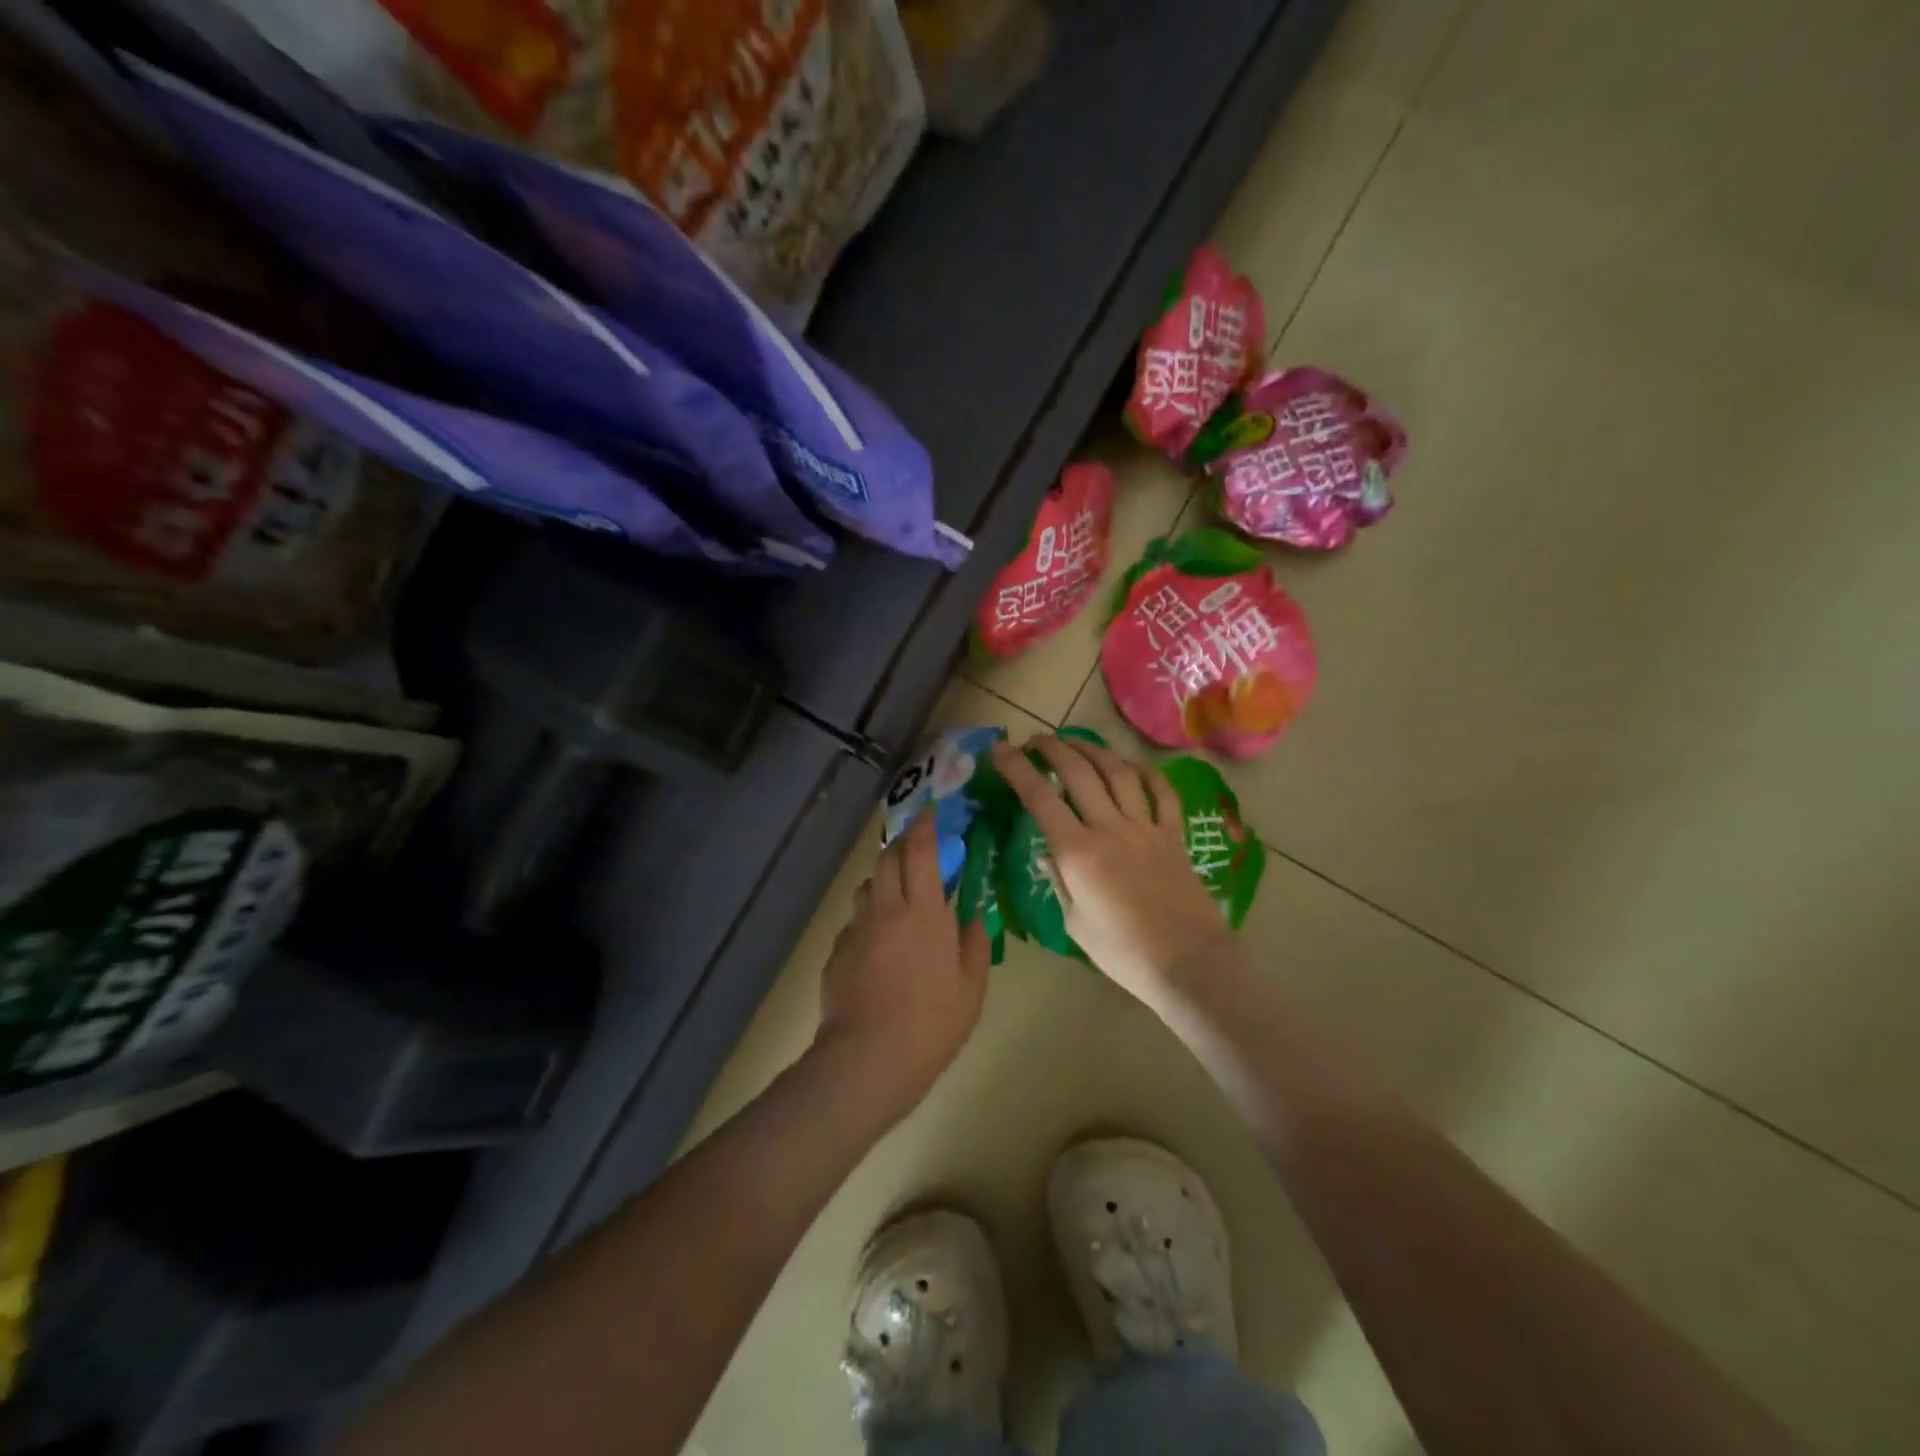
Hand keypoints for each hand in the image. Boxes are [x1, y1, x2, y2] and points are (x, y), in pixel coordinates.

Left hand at [813, 815, 990, 1116]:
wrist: (868, 1059)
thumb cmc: (932, 1023)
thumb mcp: (971, 986)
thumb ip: (974, 943)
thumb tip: (972, 915)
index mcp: (923, 911)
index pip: (921, 851)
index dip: (925, 826)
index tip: (931, 812)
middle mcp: (885, 909)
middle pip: (887, 859)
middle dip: (902, 845)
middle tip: (918, 850)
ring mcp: (856, 930)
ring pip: (866, 887)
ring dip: (883, 881)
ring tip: (898, 898)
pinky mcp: (836, 953)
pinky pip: (854, 923)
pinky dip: (869, 920)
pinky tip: (878, 948)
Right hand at [992, 735, 1243, 1006]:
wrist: (1188, 963)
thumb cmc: (1122, 952)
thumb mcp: (1074, 922)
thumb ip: (1060, 880)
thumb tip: (1048, 852)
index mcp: (1078, 852)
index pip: (1040, 798)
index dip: (1017, 769)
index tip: (1001, 751)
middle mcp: (1110, 828)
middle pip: (1078, 772)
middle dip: (1052, 749)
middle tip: (1036, 741)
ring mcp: (1145, 828)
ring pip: (1118, 773)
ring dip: (1094, 751)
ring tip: (1076, 743)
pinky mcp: (1174, 836)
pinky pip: (1162, 795)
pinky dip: (1148, 775)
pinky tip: (1133, 766)